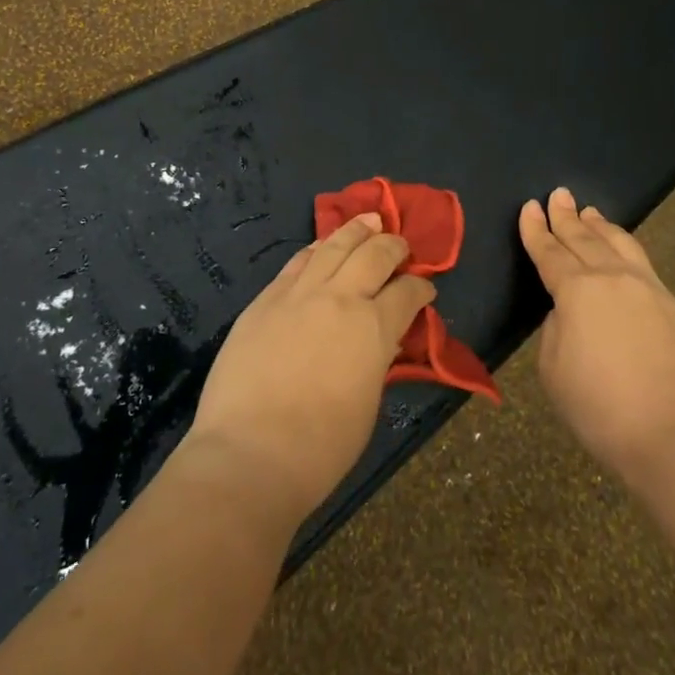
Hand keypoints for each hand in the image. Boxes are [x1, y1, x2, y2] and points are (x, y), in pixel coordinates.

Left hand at [186, 214, 436, 523]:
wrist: (248, 453)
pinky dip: (316, 249)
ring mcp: (299, 294)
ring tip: (369, 220)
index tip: (426, 290)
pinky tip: (321, 245)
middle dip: (393, 246)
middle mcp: (341, 298)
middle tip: (400, 245)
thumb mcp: (368, 404)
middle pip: (374, 255)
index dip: (421, 289)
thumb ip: (377, 361)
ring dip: (356, 230)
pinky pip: (297, 262)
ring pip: (334, 246)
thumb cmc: (319, 449)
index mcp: (375, 329)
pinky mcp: (266, 299)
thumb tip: (380, 342)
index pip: (407, 294)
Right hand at [520, 188, 674, 483]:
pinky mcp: (673, 305)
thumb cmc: (599, 406)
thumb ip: (555, 328)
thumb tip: (570, 312)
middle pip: (584, 238)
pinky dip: (625, 248)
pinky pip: (642, 263)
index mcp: (576, 290)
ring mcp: (648, 288)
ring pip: (619, 243)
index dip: (536, 229)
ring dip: (600, 226)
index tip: (530, 207)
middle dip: (566, 216)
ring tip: (590, 212)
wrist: (672, 434)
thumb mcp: (552, 368)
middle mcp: (612, 277)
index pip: (549, 251)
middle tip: (558, 194)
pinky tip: (623, 250)